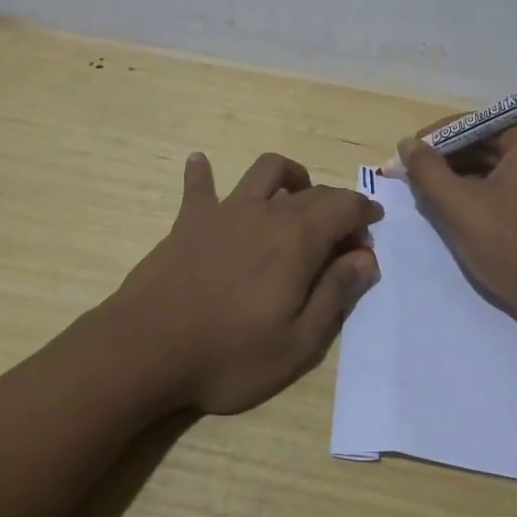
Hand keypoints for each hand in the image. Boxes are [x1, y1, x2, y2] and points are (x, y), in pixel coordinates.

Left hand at [108, 151, 383, 414]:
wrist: (146, 349)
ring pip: (265, 172)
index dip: (363, 214)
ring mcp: (225, 212)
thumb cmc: (228, 354)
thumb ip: (336, 294)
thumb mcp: (298, 343)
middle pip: (312, 192)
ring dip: (289, 176)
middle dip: (336, 206)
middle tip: (342, 238)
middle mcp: (266, 213)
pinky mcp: (189, 221)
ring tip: (295, 196)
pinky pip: (199, 186)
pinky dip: (203, 173)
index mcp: (298, 239)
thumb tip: (366, 258)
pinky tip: (200, 162)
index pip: (344, 207)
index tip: (370, 234)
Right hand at [398, 123, 516, 334]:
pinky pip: (506, 184)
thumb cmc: (512, 247)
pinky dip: (479, 192)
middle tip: (411, 177)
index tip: (405, 156)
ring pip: (493, 165)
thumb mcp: (460, 206)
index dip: (436, 138)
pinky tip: (455, 208)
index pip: (475, 124)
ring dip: (460, 177)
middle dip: (447, 159)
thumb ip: (428, 170)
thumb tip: (406, 143)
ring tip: (427, 194)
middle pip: (485, 143)